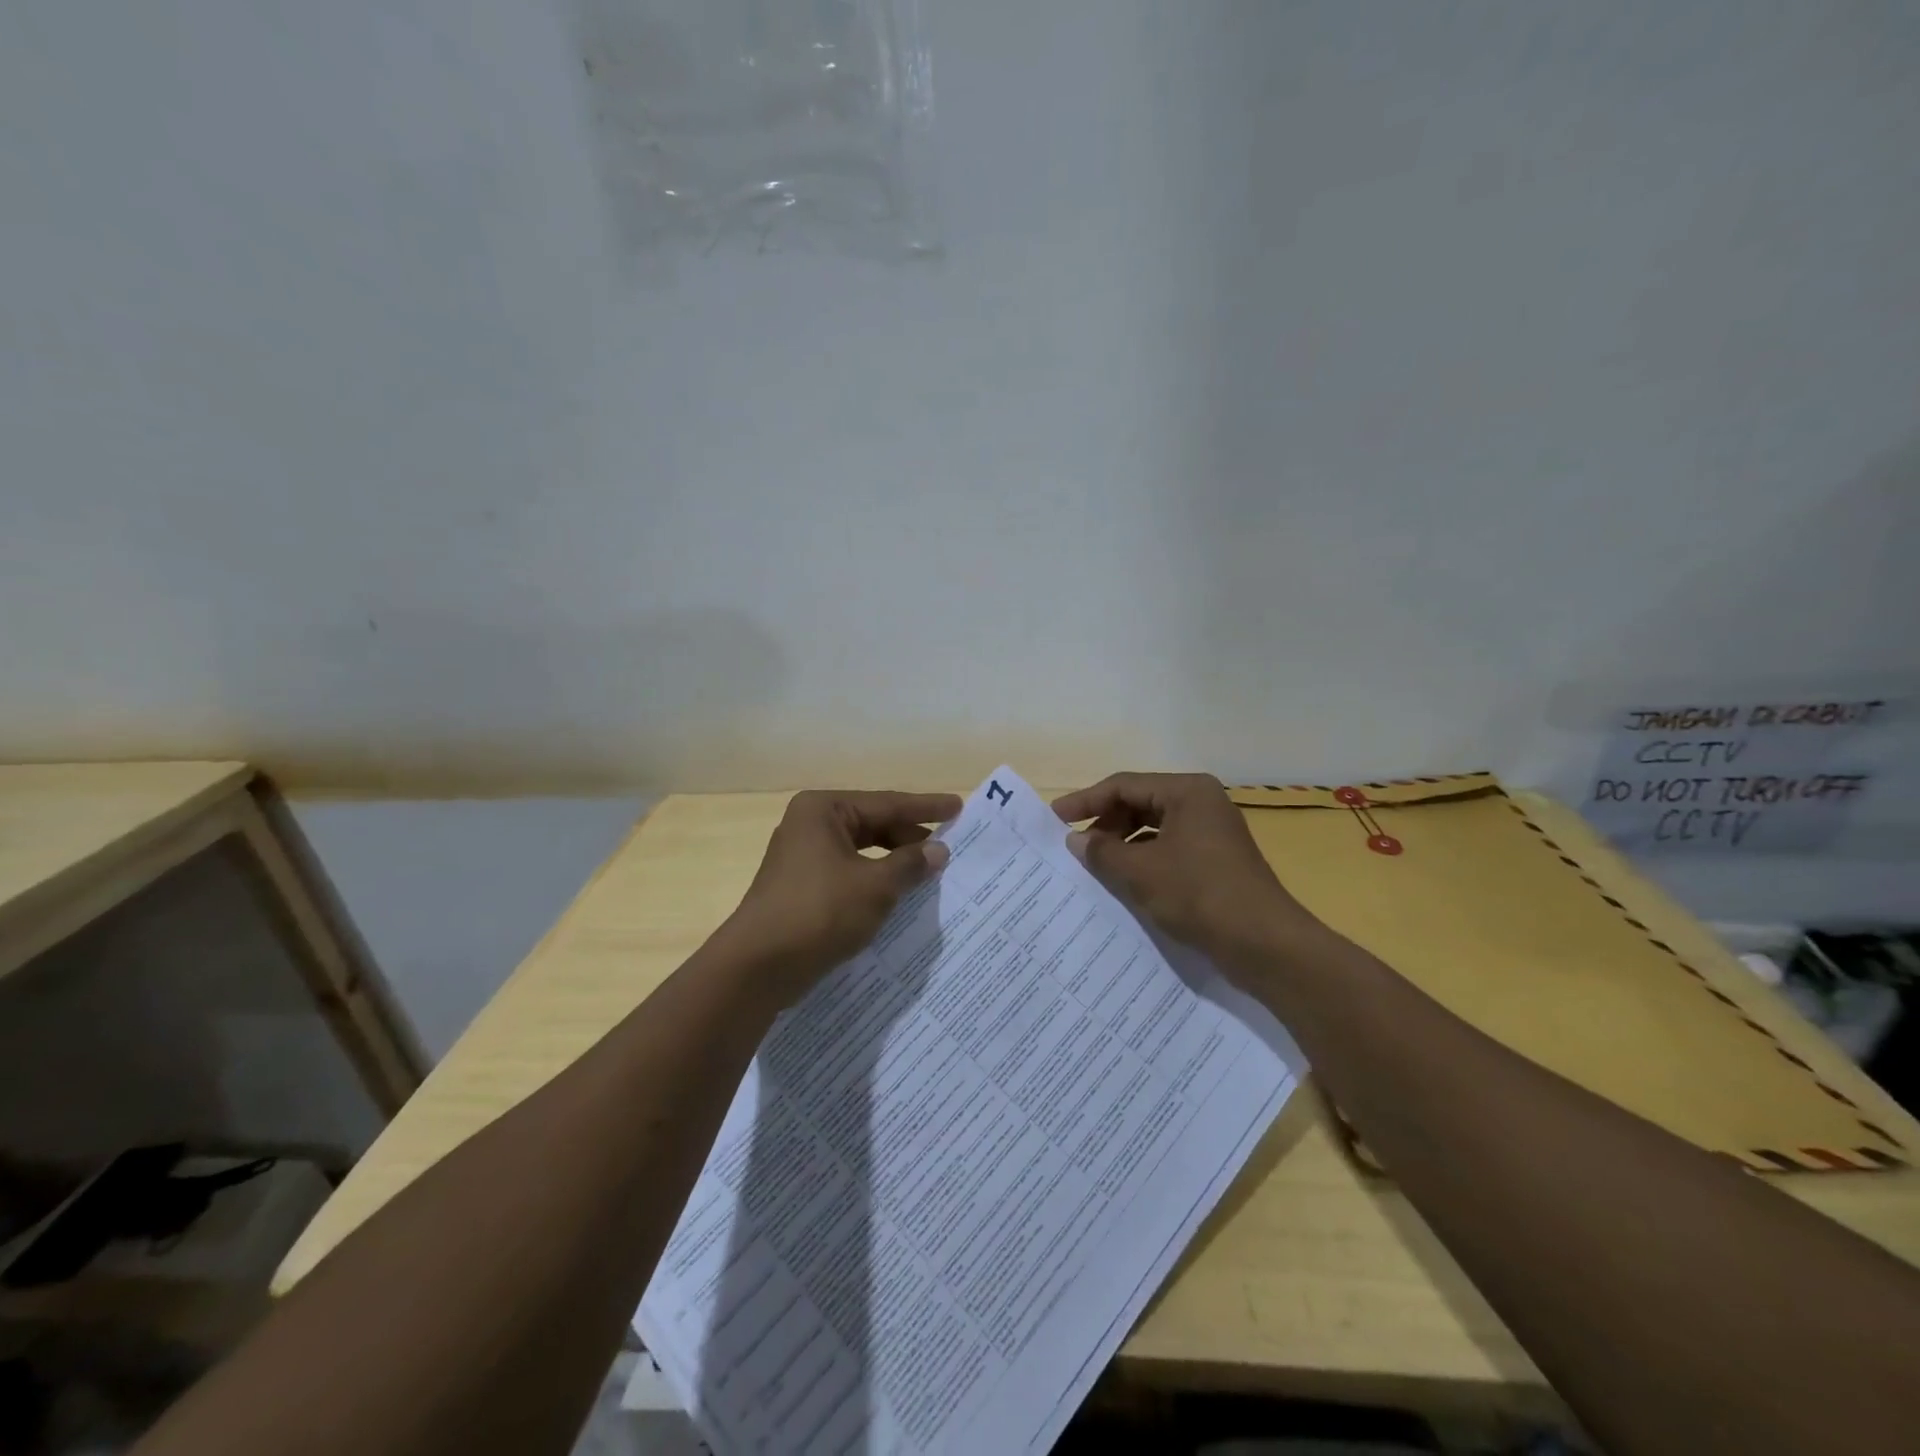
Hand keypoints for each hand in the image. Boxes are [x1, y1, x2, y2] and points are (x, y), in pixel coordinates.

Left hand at [726, 790, 960, 1000]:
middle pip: (872, 824)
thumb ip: (910, 864)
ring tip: (928, 872)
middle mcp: (809, 825)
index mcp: (824, 810)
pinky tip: (898, 894)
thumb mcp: (875, 887)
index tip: (957, 807)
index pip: (887, 803)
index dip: (926, 808)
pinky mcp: (801, 887)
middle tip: (947, 848)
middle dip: (910, 837)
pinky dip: (874, 880)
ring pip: (861, 851)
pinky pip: (848, 873)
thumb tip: (938, 851)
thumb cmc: (819, 913)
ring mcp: (802, 856)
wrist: (757, 967)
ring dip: (894, 861)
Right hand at [1052, 773, 1312, 965]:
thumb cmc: (1199, 895)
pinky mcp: (1216, 860)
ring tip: (1097, 867)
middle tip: (1076, 848)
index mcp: (1187, 791)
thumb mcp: (1140, 872)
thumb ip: (1102, 851)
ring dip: (1123, 844)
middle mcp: (1202, 802)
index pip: (1123, 785)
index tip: (1054, 819)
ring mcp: (1212, 832)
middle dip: (1106, 823)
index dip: (1085, 801)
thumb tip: (1075, 840)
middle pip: (1140, 802)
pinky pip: (1169, 848)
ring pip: (1154, 827)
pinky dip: (1144, 860)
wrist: (1265, 944)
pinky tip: (1127, 882)